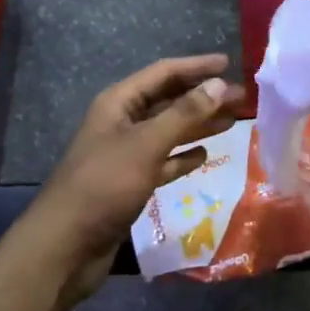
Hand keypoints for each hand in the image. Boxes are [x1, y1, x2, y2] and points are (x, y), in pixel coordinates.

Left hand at [19, 53, 244, 301]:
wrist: (66, 246)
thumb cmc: (104, 185)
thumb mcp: (146, 144)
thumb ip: (184, 114)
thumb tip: (220, 84)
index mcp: (119, 103)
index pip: (163, 73)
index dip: (196, 67)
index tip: (229, 64)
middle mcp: (122, 122)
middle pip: (169, 101)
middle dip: (204, 97)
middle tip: (243, 98)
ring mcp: (126, 154)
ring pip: (169, 131)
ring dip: (199, 124)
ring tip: (233, 121)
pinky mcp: (131, 182)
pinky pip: (163, 161)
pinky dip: (183, 156)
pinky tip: (205, 155)